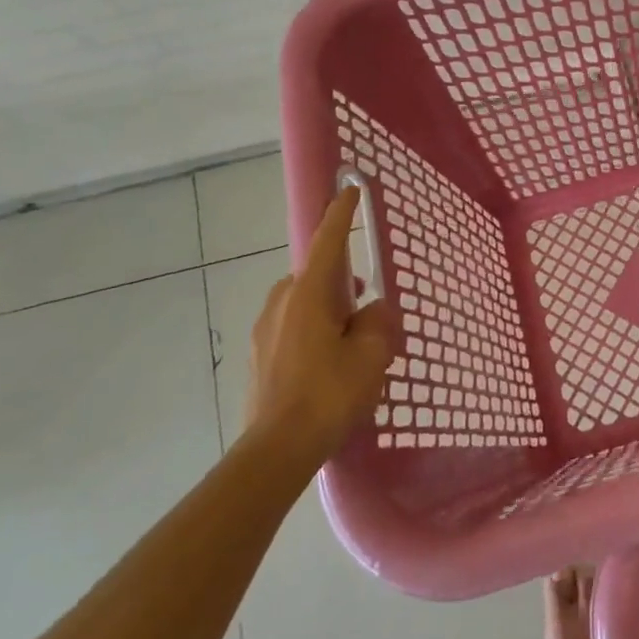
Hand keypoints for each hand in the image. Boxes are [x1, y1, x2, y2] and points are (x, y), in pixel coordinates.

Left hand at [242, 187, 398, 469]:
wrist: (276, 449)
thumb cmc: (329, 393)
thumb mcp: (372, 354)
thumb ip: (378, 321)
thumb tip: (373, 310)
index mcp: (309, 294)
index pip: (328, 241)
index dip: (341, 214)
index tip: (350, 188)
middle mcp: (281, 304)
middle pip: (315, 275)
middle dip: (341, 279)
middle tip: (365, 299)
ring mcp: (265, 331)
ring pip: (303, 303)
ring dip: (328, 308)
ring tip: (352, 336)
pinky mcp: (260, 358)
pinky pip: (293, 327)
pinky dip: (314, 331)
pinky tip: (330, 362)